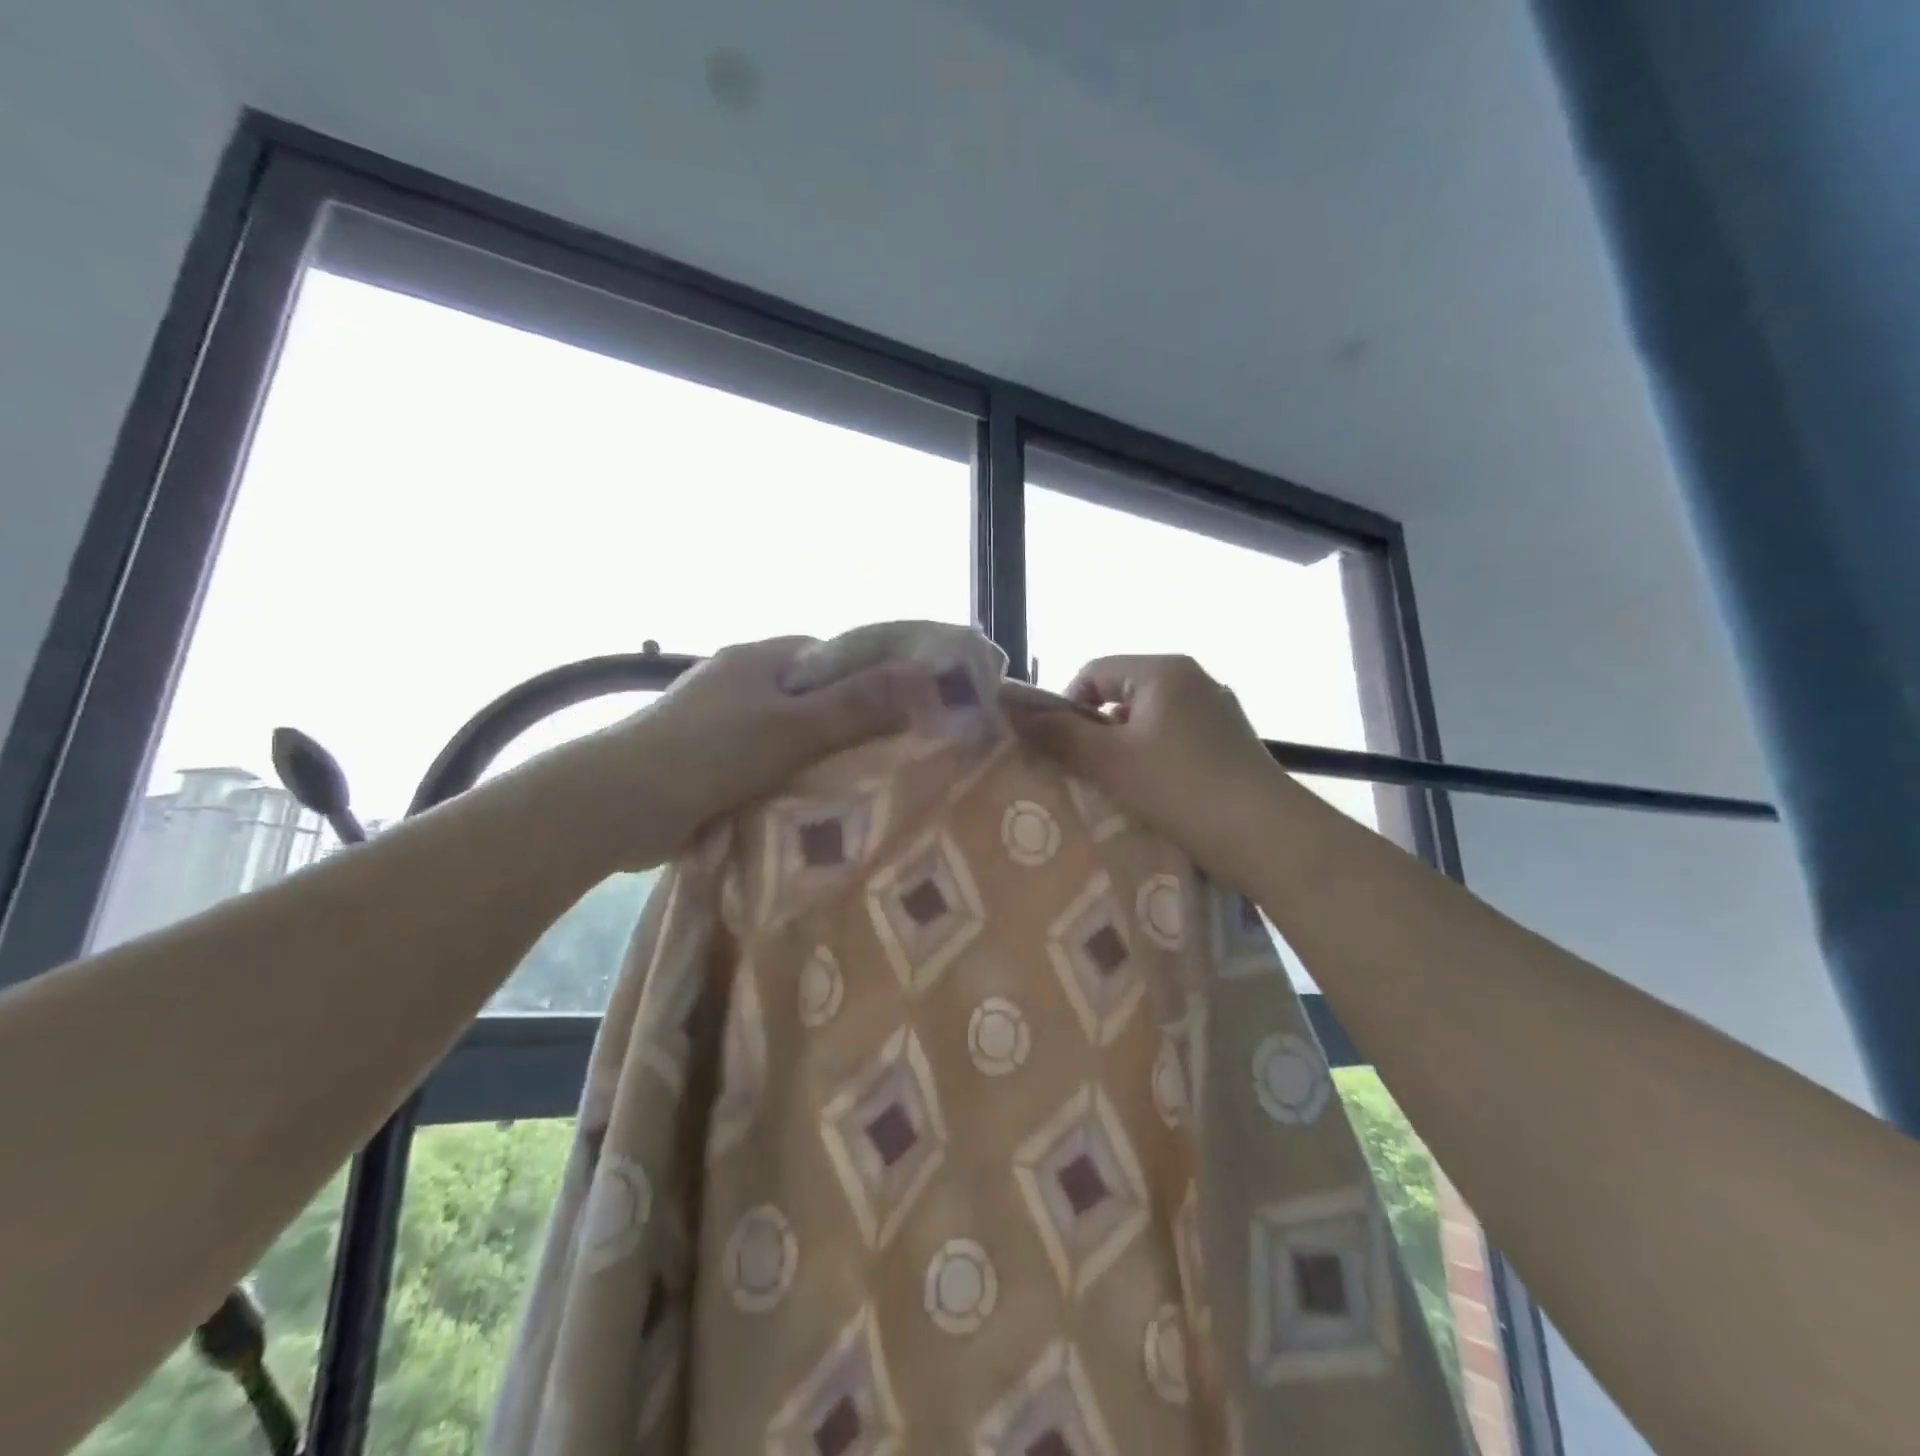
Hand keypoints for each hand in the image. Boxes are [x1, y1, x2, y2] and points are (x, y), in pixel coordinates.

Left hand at [579, 636, 930, 866]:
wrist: (616, 805)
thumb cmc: (711, 753)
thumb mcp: (794, 727)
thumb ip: (857, 704)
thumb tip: (923, 676)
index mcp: (761, 658)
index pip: (834, 656)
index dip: (873, 679)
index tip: (907, 713)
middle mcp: (741, 680)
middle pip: (814, 697)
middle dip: (848, 724)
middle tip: (890, 757)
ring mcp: (721, 720)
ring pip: (790, 734)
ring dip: (816, 756)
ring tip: (859, 786)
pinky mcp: (708, 759)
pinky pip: (764, 762)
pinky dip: (786, 778)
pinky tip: (808, 804)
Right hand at [1001, 655, 1294, 880]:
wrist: (1269, 838)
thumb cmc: (1181, 789)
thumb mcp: (1109, 761)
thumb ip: (1058, 733)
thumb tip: (1009, 706)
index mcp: (1164, 670)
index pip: (1093, 673)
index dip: (1065, 708)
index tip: (1063, 752)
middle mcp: (1194, 680)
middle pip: (1121, 697)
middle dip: (1096, 733)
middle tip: (1087, 775)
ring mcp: (1218, 712)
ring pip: (1148, 723)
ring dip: (1125, 752)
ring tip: (1120, 791)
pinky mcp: (1231, 743)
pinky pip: (1176, 742)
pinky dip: (1156, 763)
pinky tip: (1156, 797)